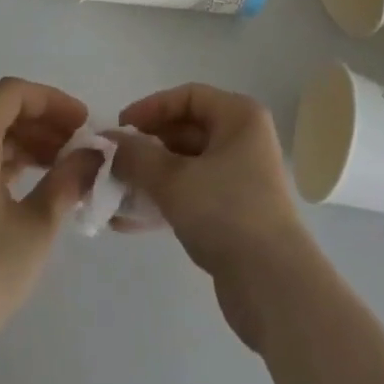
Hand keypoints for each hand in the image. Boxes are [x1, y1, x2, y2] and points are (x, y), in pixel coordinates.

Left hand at [0, 77, 99, 348]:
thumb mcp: (37, 225)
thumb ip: (67, 180)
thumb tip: (91, 156)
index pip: (12, 94)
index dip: (51, 101)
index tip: (81, 123)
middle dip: (40, 124)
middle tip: (76, 146)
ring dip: (22, 145)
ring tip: (57, 168)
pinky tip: (24, 191)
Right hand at [106, 83, 319, 350]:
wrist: (273, 287)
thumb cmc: (227, 212)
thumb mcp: (175, 180)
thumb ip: (137, 157)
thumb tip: (109, 143)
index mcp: (239, 117)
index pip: (188, 97)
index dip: (151, 108)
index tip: (120, 127)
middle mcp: (242, 140)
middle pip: (185, 131)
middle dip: (146, 147)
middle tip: (112, 162)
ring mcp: (239, 179)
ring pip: (185, 167)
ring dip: (149, 178)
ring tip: (111, 193)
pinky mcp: (232, 215)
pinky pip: (190, 196)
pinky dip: (162, 203)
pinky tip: (126, 221)